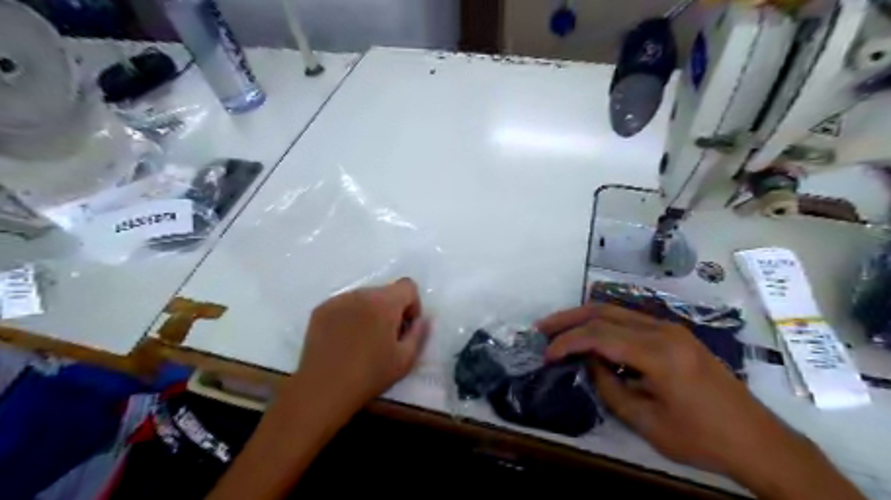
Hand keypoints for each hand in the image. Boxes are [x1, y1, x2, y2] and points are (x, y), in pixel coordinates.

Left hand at [286, 279, 426, 414]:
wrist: (323, 389)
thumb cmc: (370, 375)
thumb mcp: (406, 359)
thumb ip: (420, 333)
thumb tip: (423, 319)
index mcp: (384, 302)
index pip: (408, 286)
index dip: (412, 304)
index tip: (405, 327)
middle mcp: (361, 293)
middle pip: (385, 292)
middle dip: (391, 309)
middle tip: (386, 337)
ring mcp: (338, 300)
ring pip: (364, 298)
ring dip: (370, 312)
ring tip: (363, 341)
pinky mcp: (321, 309)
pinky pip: (345, 305)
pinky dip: (350, 316)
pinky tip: (345, 341)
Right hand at [536, 302, 808, 477]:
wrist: (758, 441)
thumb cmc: (701, 438)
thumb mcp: (646, 421)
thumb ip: (609, 386)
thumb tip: (587, 363)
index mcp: (658, 353)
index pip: (599, 336)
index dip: (567, 342)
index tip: (546, 355)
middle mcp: (664, 330)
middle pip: (605, 312)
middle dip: (570, 319)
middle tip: (543, 328)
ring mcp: (672, 329)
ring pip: (617, 311)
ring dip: (586, 318)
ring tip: (560, 329)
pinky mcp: (676, 335)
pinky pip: (631, 320)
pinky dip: (605, 325)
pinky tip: (593, 338)